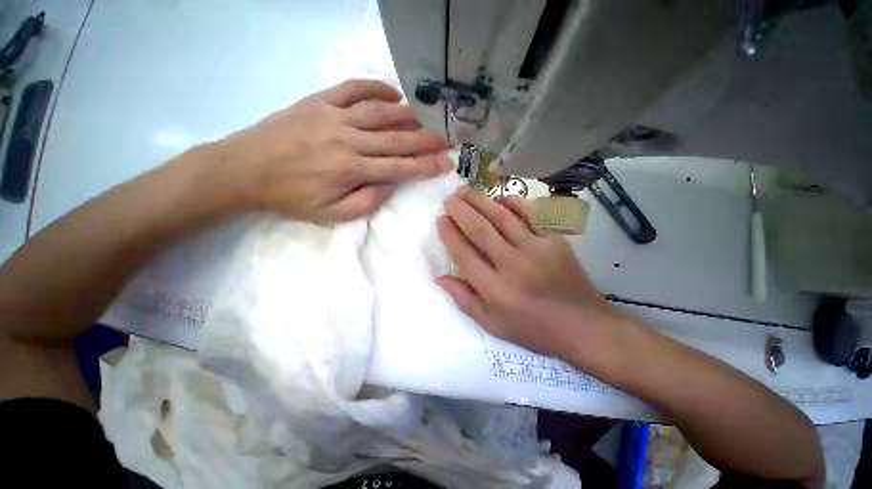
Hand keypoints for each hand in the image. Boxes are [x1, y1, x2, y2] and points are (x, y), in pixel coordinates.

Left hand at [216, 79, 452, 221]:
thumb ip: (366, 202)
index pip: (400, 168)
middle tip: (451, 136)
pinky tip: (393, 93)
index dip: (426, 166)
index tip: (447, 163)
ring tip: (431, 115)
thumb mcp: (330, 215)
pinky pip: (353, 88)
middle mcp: (349, 140)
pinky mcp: (319, 101)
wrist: (244, 169)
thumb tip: (390, 185)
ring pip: (380, 112)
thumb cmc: (290, 197)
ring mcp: (334, 116)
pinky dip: (375, 87)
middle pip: (397, 139)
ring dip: (409, 114)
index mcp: (352, 170)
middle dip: (427, 139)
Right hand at [436, 187, 634, 369]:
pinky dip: (514, 202)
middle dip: (461, 211)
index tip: (441, 220)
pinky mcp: (556, 240)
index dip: (450, 235)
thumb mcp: (493, 325)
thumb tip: (440, 278)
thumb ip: (464, 299)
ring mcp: (537, 249)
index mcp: (495, 289)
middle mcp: (514, 265)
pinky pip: (532, 213)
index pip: (464, 254)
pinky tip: (500, 197)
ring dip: (481, 201)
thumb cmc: (533, 329)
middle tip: (449, 198)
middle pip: (480, 231)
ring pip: (502, 217)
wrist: (583, 326)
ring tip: (465, 191)